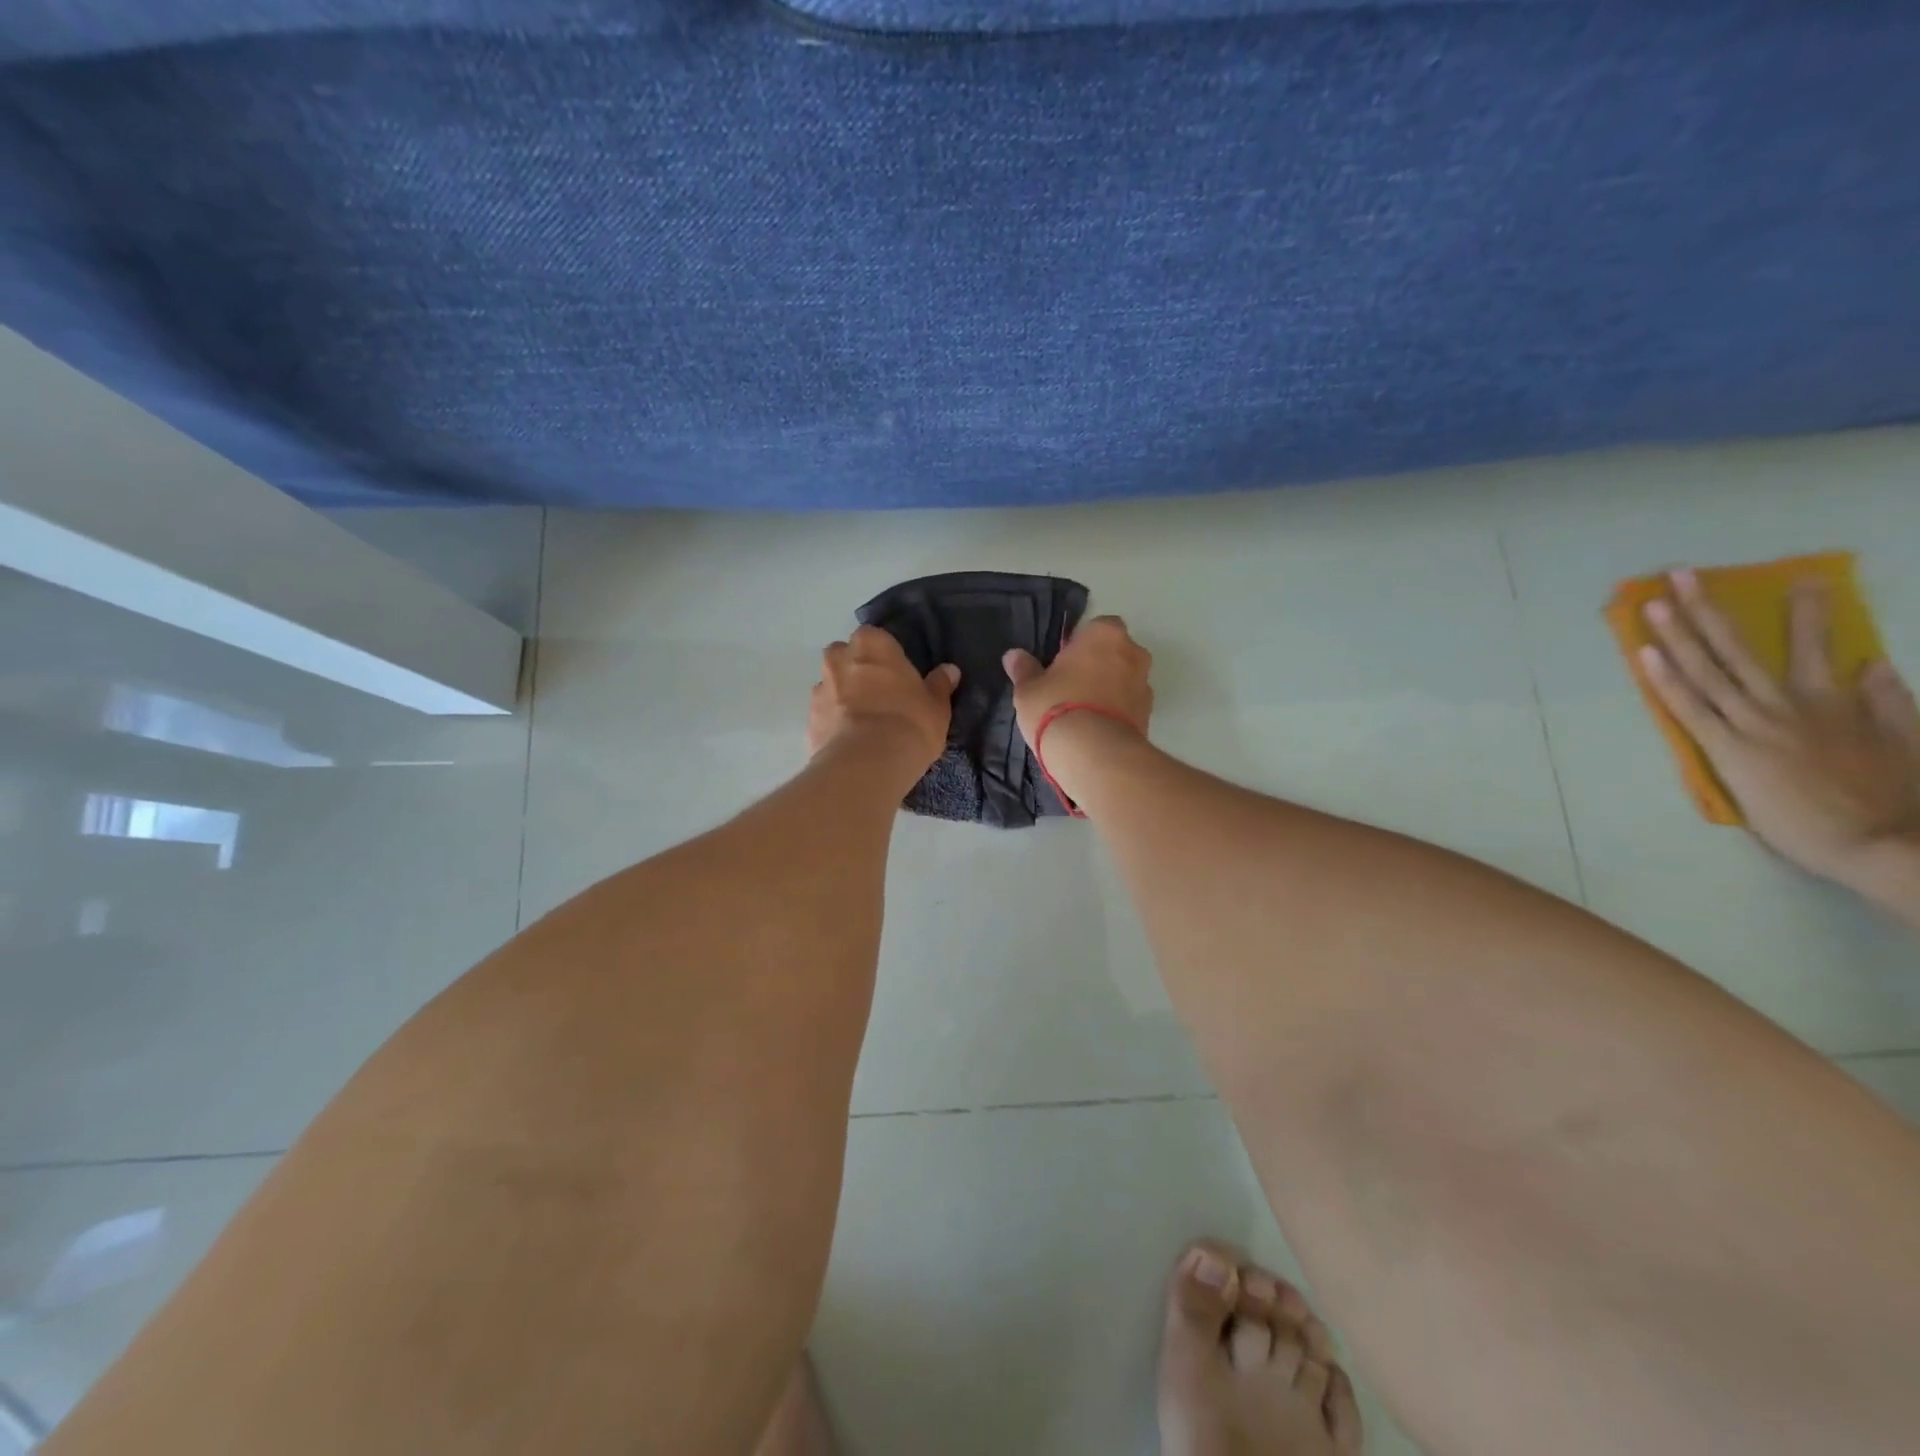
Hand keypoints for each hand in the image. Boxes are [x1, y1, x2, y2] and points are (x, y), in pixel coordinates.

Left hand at [808, 626, 958, 777]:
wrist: (867, 765)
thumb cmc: (909, 723)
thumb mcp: (936, 706)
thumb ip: (939, 685)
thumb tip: (949, 671)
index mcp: (871, 644)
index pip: (875, 638)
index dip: (885, 656)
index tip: (897, 676)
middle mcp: (838, 659)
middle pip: (846, 657)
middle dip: (858, 671)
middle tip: (880, 697)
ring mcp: (819, 689)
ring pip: (831, 686)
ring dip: (843, 697)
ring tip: (865, 724)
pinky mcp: (809, 720)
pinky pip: (824, 715)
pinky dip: (834, 723)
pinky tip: (851, 742)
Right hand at [1003, 616, 1153, 801]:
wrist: (1094, 754)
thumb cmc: (1057, 706)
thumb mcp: (1029, 689)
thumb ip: (1024, 669)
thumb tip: (1013, 655)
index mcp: (1104, 633)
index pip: (1094, 627)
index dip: (1078, 645)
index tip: (1061, 664)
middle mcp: (1132, 652)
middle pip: (1114, 653)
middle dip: (1098, 666)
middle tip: (1070, 687)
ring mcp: (1145, 684)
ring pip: (1124, 680)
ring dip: (1109, 690)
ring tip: (1082, 713)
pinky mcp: (1149, 715)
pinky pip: (1129, 705)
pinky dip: (1116, 712)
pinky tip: (1095, 730)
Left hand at [1639, 569, 1919, 894]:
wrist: (1889, 845)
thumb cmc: (1896, 800)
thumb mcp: (1908, 741)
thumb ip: (1887, 701)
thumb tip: (1875, 664)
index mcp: (1835, 701)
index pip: (1815, 645)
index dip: (1805, 611)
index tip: (1799, 578)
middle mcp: (1789, 704)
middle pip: (1738, 646)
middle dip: (1706, 607)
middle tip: (1680, 573)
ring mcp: (1755, 724)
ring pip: (1707, 669)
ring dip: (1676, 633)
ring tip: (1652, 602)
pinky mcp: (1729, 750)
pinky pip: (1689, 707)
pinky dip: (1666, 680)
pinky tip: (1645, 655)